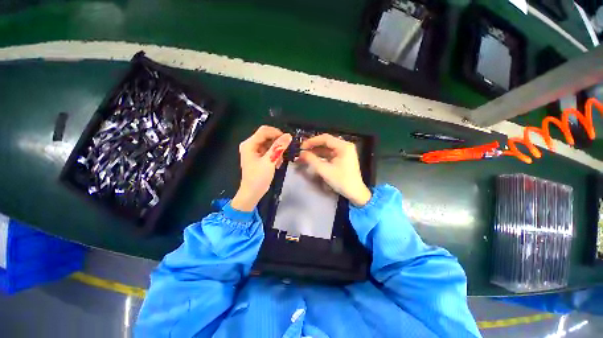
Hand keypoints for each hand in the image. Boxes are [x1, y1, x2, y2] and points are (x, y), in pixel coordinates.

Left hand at [231, 126, 291, 211]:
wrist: (252, 193)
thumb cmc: (258, 178)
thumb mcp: (269, 161)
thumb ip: (278, 148)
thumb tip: (288, 136)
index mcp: (249, 144)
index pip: (264, 131)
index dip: (277, 133)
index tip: (287, 140)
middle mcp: (251, 145)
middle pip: (267, 136)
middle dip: (277, 144)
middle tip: (285, 152)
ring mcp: (254, 151)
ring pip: (270, 144)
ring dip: (277, 151)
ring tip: (280, 161)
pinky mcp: (259, 157)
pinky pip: (269, 151)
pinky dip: (275, 156)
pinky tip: (277, 164)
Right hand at [297, 134, 371, 206]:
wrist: (355, 193)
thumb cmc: (341, 181)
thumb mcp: (325, 170)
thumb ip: (312, 160)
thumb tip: (301, 153)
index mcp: (344, 146)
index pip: (325, 138)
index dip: (312, 141)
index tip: (301, 146)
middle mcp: (345, 146)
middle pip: (326, 142)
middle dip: (313, 146)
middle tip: (302, 151)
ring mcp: (344, 152)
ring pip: (327, 148)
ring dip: (316, 151)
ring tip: (305, 155)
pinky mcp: (342, 158)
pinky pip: (329, 154)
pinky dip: (321, 156)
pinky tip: (313, 158)